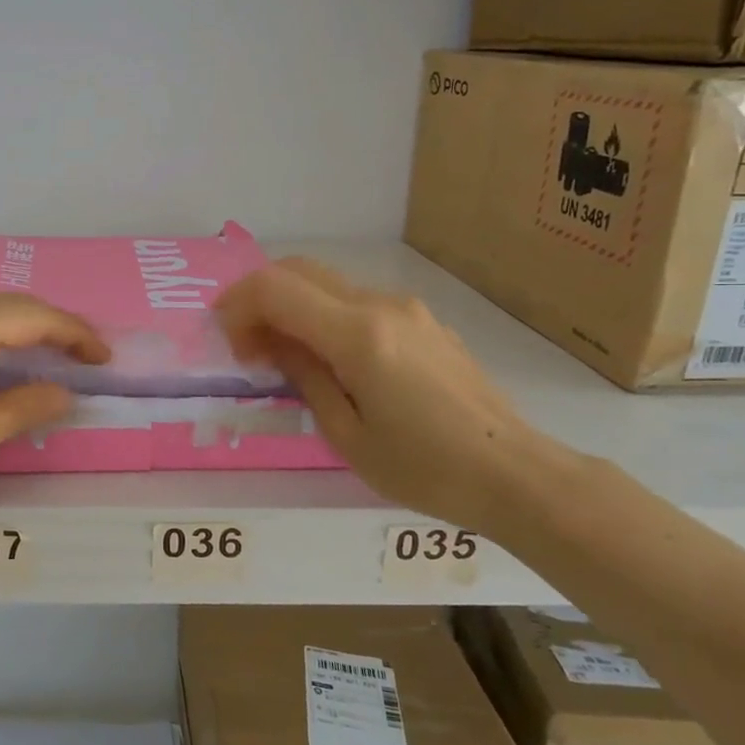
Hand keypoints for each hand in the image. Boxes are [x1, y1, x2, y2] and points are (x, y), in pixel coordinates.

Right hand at [215, 257, 562, 527]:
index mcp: (358, 335)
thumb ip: (304, 376)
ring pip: (327, 283)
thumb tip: (272, 342)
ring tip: (282, 356)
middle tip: (246, 344)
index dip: (238, 306)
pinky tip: (327, 359)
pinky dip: (322, 315)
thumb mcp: (347, 434)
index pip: (276, 289)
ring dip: (291, 306)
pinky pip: (355, 302)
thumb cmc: (424, 468)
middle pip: (299, 270)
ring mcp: (407, 309)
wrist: (514, 473)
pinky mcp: (423, 321)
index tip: (230, 343)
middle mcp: (381, 305)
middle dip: (258, 297)